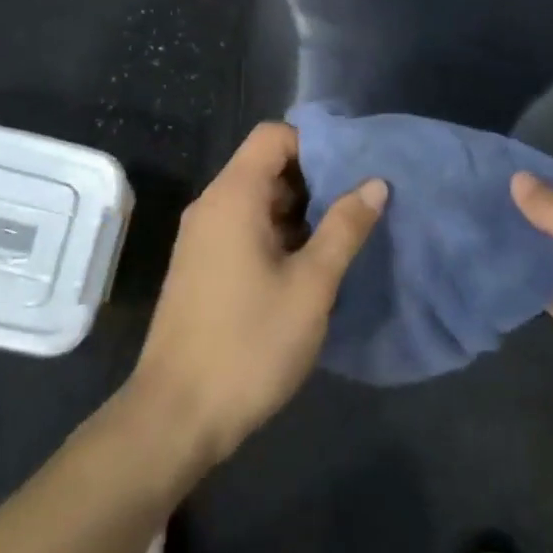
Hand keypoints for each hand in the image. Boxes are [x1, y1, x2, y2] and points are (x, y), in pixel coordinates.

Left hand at [129, 123, 386, 470]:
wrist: (176, 415)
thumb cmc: (249, 343)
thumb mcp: (311, 286)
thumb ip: (344, 228)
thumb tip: (375, 183)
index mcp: (234, 195)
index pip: (273, 136)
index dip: (313, 143)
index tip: (350, 169)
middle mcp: (212, 204)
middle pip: (264, 165)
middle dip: (312, 180)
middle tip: (353, 207)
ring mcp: (201, 236)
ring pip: (255, 199)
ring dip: (296, 211)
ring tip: (338, 239)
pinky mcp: (200, 265)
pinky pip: (242, 227)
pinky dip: (275, 234)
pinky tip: (305, 268)